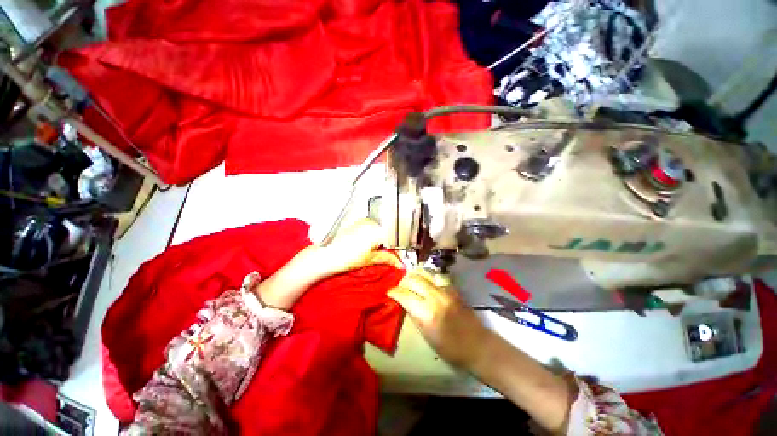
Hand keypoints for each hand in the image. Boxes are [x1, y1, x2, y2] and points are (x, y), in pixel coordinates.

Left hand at [318, 219, 403, 275]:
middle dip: (390, 243)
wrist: (326, 256)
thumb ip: (388, 258)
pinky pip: (372, 228)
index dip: (399, 247)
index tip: (402, 254)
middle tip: (390, 254)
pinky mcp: (357, 223)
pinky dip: (374, 235)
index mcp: (375, 230)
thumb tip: (400, 263)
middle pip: (388, 232)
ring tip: (378, 250)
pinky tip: (370, 244)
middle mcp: (370, 222)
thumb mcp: (371, 259)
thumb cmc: (346, 258)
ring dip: (382, 239)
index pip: (394, 236)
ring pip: (380, 229)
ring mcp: (363, 222)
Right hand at [388, 269, 491, 369]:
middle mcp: (435, 296)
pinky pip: (435, 275)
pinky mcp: (453, 288)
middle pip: (413, 279)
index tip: (389, 292)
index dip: (394, 292)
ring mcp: (445, 290)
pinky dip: (426, 276)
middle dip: (403, 281)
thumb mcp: (426, 335)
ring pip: (425, 273)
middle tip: (399, 286)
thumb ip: (414, 315)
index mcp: (426, 312)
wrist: (477, 345)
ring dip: (414, 275)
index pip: (404, 295)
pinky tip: (424, 280)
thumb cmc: (450, 348)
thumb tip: (404, 301)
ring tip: (410, 280)